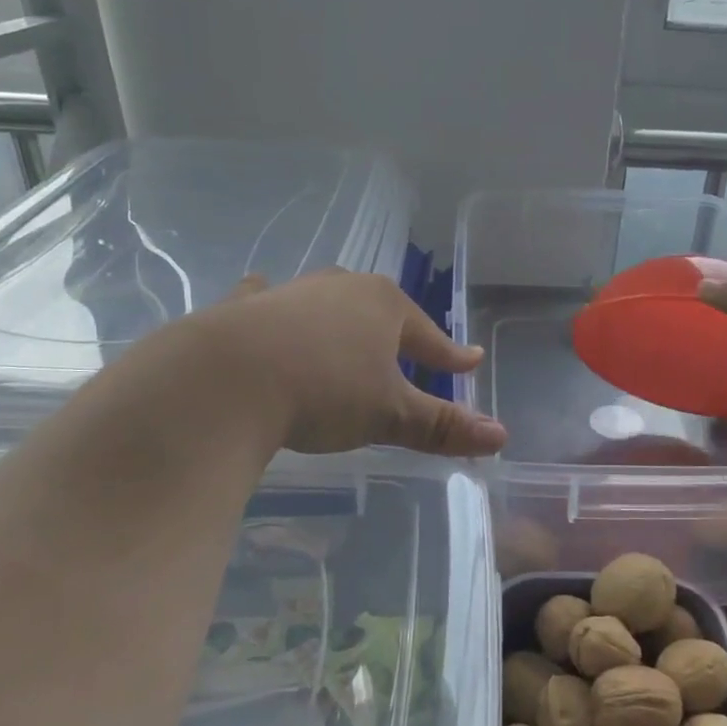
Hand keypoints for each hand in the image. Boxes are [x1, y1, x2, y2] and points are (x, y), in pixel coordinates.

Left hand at [56, 271, 506, 470]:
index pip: (429, 335)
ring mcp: (289, 294)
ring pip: (326, 302)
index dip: (451, 355)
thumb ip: (443, 426)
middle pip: (380, 311)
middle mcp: (339, 289)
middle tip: (408, 348)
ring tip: (344, 326)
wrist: (225, 379)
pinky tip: (263, 294)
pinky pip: (267, 302)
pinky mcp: (243, 308)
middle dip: (397, 331)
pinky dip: (273, 306)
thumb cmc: (325, 391)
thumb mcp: (390, 415)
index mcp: (383, 306)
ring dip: (339, 317)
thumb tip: (501, 436)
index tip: (470, 362)